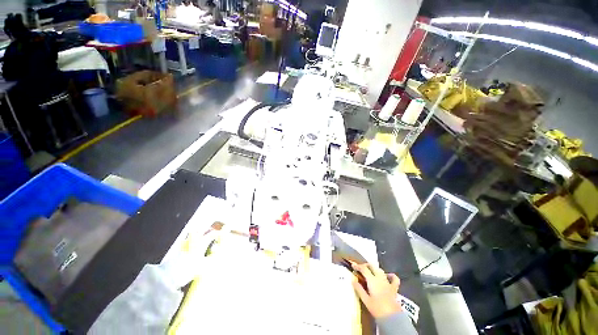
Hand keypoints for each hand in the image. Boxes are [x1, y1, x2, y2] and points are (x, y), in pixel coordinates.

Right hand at [351, 262, 400, 318]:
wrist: (392, 318)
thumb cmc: (377, 309)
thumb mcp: (365, 300)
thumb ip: (359, 289)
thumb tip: (353, 281)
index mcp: (372, 280)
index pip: (364, 269)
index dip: (358, 266)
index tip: (353, 266)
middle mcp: (380, 278)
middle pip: (372, 266)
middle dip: (366, 265)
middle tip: (360, 269)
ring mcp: (388, 282)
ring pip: (380, 270)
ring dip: (374, 269)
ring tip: (370, 272)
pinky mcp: (394, 288)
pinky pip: (394, 279)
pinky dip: (391, 275)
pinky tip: (388, 276)